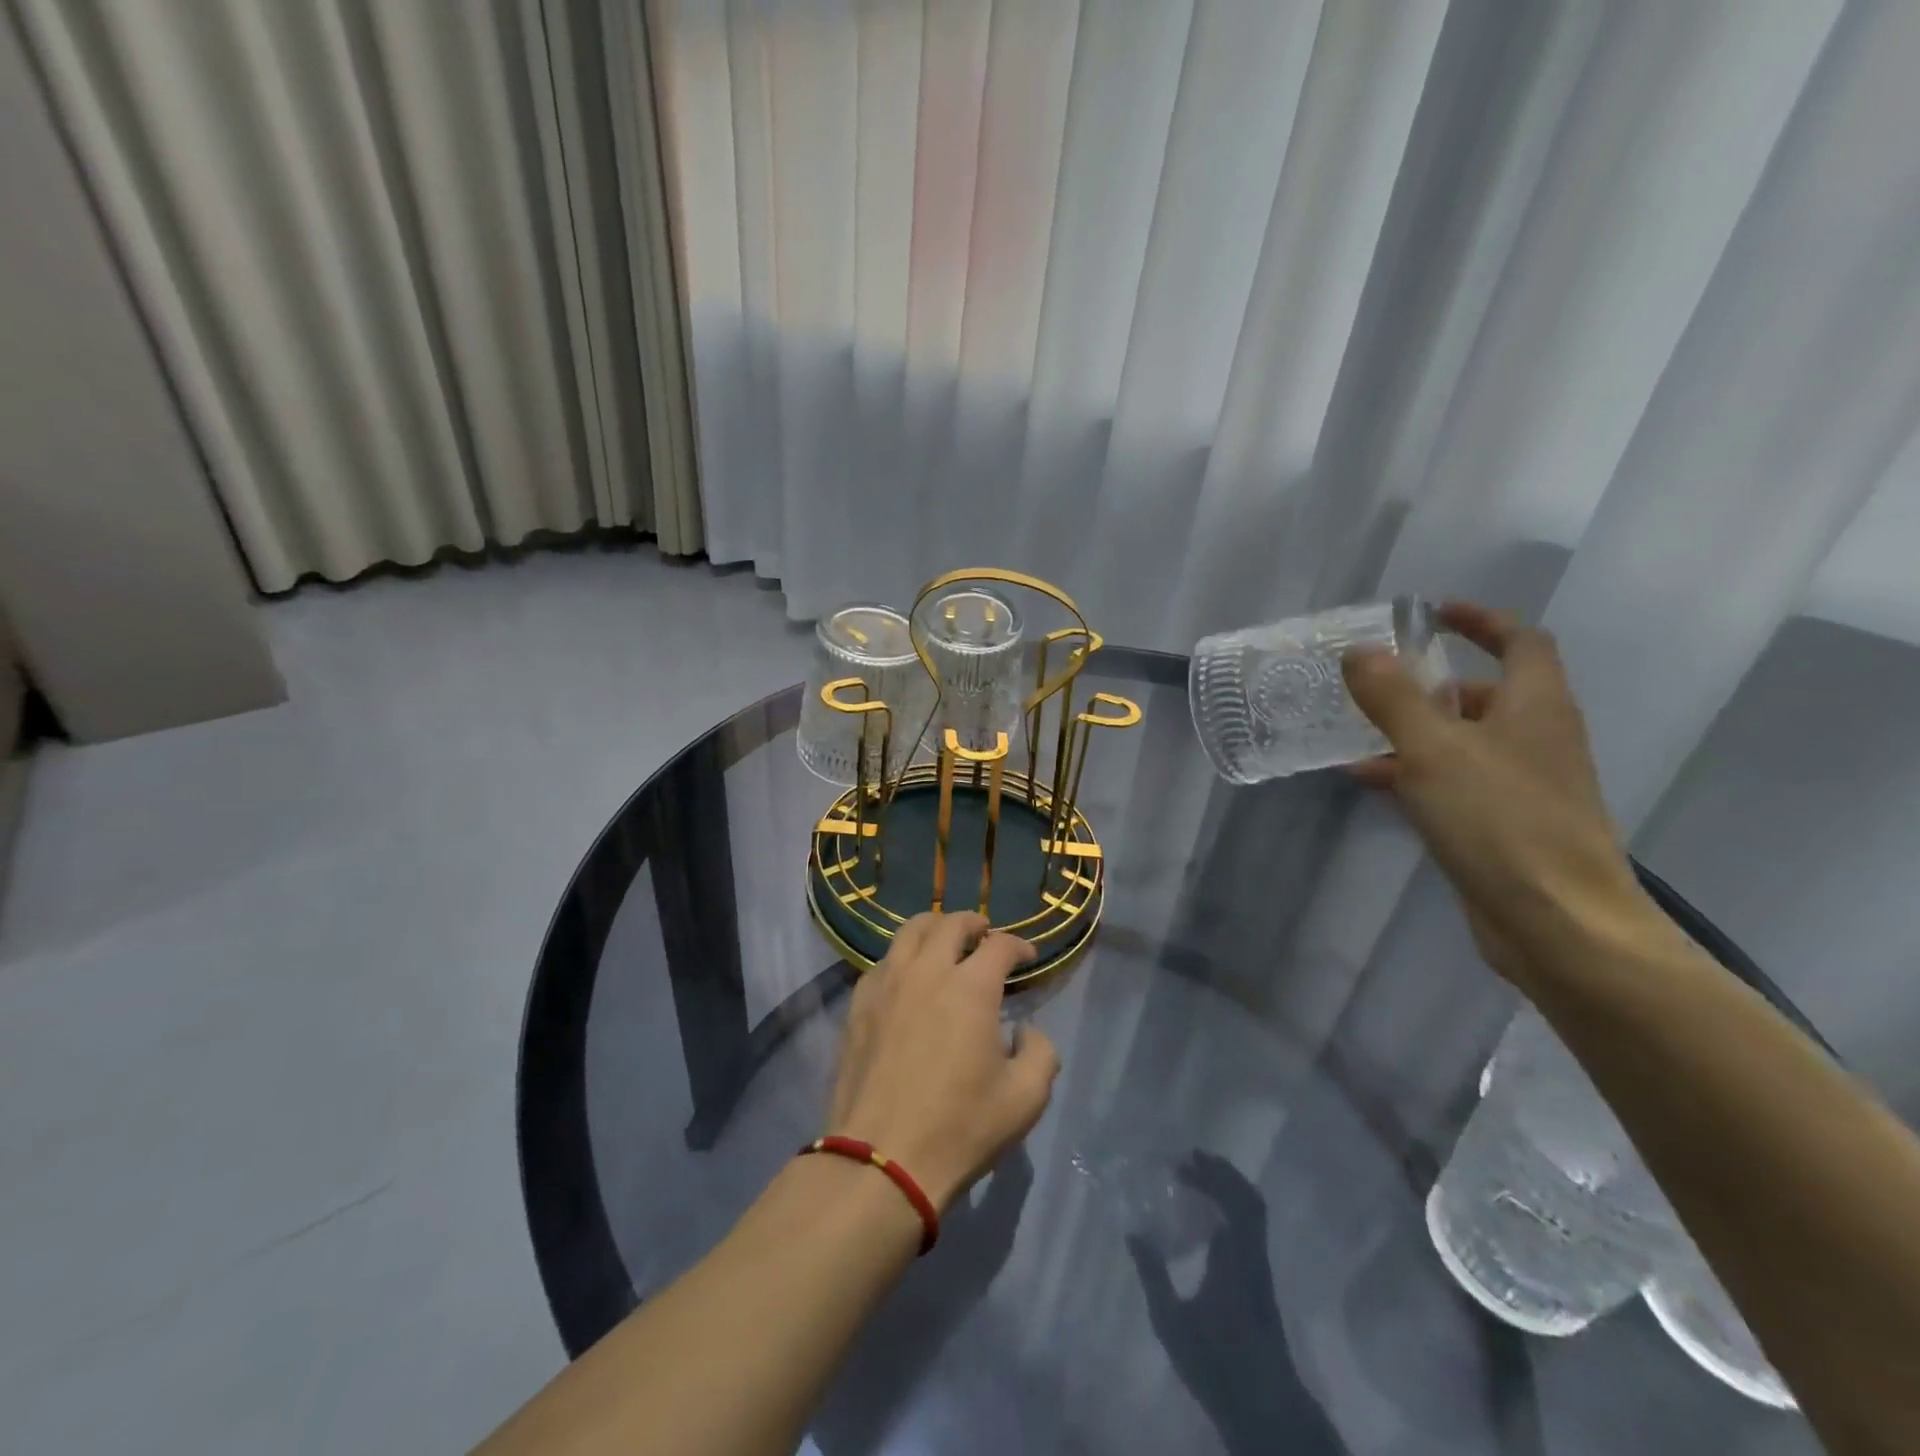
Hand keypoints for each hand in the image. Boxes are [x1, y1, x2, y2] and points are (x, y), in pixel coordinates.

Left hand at [827, 912, 1059, 1211]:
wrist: (882, 1159)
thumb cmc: (960, 1128)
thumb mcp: (1025, 1098)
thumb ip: (1041, 1052)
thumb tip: (1024, 1030)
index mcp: (971, 987)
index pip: (1000, 945)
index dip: (1019, 945)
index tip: (1028, 957)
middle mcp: (927, 971)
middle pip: (951, 923)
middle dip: (974, 923)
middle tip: (985, 935)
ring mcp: (887, 984)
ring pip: (910, 932)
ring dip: (934, 928)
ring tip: (944, 941)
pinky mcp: (858, 1004)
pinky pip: (882, 962)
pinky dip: (902, 957)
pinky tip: (907, 978)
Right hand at [1128, 1153, 1345, 1455]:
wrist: (1267, 1410)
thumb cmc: (1217, 1364)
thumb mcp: (1172, 1322)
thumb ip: (1152, 1275)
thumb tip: (1134, 1232)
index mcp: (1234, 1257)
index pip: (1230, 1200)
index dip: (1209, 1176)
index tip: (1181, 1164)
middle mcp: (1253, 1255)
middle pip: (1248, 1199)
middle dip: (1221, 1173)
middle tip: (1190, 1159)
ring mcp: (1261, 1268)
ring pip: (1254, 1212)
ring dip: (1229, 1187)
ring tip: (1200, 1176)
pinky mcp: (1262, 1281)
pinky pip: (1252, 1227)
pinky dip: (1234, 1207)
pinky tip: (1210, 1214)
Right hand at [1342, 601, 1647, 985]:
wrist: (1557, 922)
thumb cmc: (1500, 820)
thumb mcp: (1433, 748)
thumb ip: (1393, 697)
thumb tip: (1361, 650)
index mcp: (1536, 706)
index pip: (1521, 641)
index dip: (1480, 621)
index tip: (1432, 614)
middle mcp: (1538, 738)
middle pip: (1488, 694)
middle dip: (1434, 684)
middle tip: (1379, 683)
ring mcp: (1525, 784)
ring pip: (1465, 741)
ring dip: (1416, 731)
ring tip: (1358, 733)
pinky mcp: (1506, 824)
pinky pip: (1456, 781)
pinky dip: (1417, 772)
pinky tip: (1371, 781)